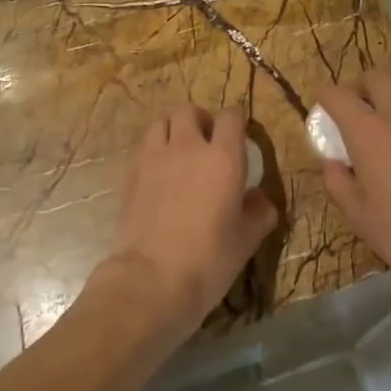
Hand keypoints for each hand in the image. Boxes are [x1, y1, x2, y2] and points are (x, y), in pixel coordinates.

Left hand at [101, 105, 277, 334]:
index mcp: (223, 157)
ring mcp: (154, 158)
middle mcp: (187, 147)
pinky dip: (153, 151)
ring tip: (179, 154)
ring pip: (161, 122)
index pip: (231, 116)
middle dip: (200, 120)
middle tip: (206, 143)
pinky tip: (159, 175)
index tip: (239, 138)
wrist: (151, 280)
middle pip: (189, 110)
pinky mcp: (130, 175)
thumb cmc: (209, 260)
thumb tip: (260, 199)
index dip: (236, 122)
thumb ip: (259, 212)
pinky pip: (143, 148)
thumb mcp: (246, 240)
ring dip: (172, 131)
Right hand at [318, 69, 390, 319]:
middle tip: (356, 112)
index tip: (323, 109)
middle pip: (375, 76)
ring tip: (387, 126)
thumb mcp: (357, 214)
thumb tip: (333, 161)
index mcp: (369, 132)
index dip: (325, 97)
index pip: (338, 94)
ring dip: (389, 97)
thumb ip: (336, 180)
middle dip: (359, 87)